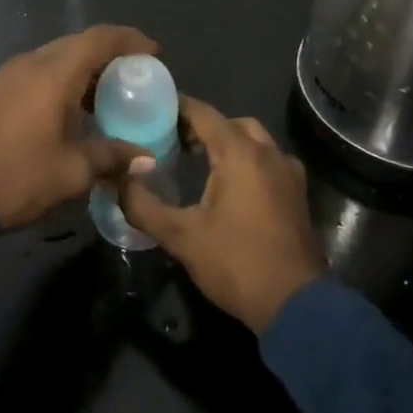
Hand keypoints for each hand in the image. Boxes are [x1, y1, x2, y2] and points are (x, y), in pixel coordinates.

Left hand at [0, 25, 160, 231]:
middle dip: (108, 54)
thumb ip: (111, 157)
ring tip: (108, 95)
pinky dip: (62, 80)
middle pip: (76, 44)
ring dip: (83, 68)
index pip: (98, 40)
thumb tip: (146, 158)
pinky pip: (38, 72)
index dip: (129, 40)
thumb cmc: (18, 178)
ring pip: (55, 57)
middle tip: (134, 76)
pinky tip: (73, 109)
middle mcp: (30, 65)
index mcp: (52, 75)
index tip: (153, 53)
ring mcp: (8, 77)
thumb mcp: (72, 171)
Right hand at [120, 97, 323, 332]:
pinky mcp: (297, 193)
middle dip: (203, 126)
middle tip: (172, 139)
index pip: (204, 114)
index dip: (177, 107)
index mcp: (240, 154)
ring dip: (227, 143)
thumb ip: (142, 206)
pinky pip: (268, 161)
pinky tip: (228, 185)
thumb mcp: (180, 236)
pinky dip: (246, 160)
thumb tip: (115, 182)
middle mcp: (268, 153)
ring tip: (197, 160)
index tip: (151, 108)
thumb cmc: (236, 263)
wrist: (295, 305)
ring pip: (254, 141)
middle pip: (231, 124)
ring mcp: (288, 173)